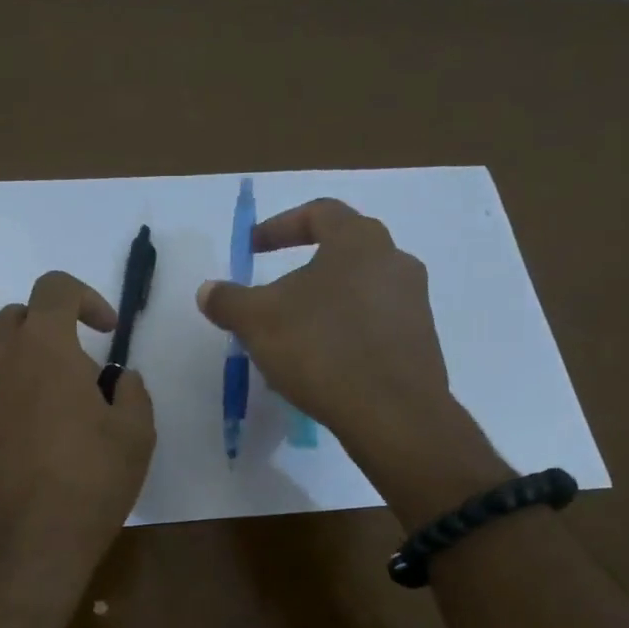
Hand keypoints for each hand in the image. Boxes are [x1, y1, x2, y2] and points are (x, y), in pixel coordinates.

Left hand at [0, 271, 155, 590]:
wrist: (18, 549)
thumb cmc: (87, 484)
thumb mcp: (136, 435)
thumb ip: (132, 392)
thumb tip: (119, 379)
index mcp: (42, 347)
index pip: (55, 287)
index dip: (86, 298)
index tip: (107, 332)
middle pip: (19, 317)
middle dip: (52, 329)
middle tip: (81, 373)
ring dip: (27, 364)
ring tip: (56, 413)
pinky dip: (6, 397)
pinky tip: (29, 443)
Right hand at [195, 199, 457, 469]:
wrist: (393, 414)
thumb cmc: (322, 349)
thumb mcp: (258, 322)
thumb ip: (229, 300)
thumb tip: (208, 290)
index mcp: (359, 240)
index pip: (319, 213)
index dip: (279, 227)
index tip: (252, 249)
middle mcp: (395, 261)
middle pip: (342, 253)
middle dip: (303, 272)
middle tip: (274, 297)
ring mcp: (414, 303)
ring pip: (358, 293)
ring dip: (324, 308)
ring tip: (294, 339)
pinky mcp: (420, 342)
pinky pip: (374, 327)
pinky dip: (345, 336)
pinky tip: (324, 367)